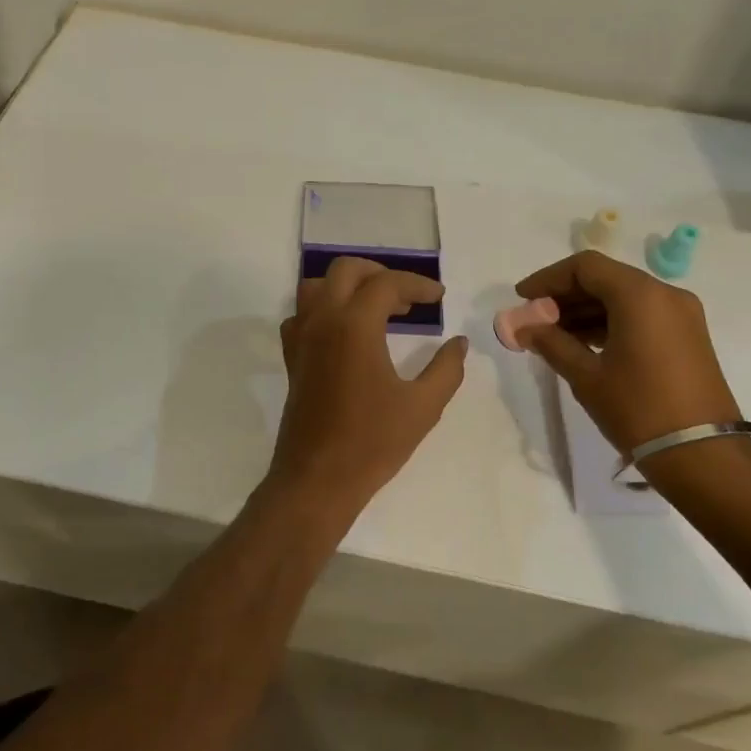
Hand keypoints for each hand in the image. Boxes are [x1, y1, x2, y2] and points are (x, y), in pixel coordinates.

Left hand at [268, 257, 468, 519]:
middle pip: (345, 270)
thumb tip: (458, 343)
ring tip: (376, 307)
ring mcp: (301, 339)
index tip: (439, 298)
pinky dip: (324, 309)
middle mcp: (322, 321)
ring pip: (316, 287)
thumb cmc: (372, 443)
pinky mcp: (292, 359)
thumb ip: (447, 369)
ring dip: (347, 286)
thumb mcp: (423, 407)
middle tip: (408, 297)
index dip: (417, 285)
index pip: (387, 284)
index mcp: (354, 326)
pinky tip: (345, 332)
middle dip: (380, 273)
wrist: (317, 479)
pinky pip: (302, 315)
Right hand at [515, 251, 743, 463]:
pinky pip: (641, 315)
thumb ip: (551, 343)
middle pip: (605, 278)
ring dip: (586, 311)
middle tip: (534, 320)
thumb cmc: (638, 409)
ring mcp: (681, 315)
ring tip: (553, 337)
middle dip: (565, 296)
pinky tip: (584, 345)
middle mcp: (665, 294)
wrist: (702, 455)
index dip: (548, 278)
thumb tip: (522, 327)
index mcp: (640, 295)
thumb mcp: (586, 376)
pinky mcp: (687, 336)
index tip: (522, 298)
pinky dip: (610, 322)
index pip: (585, 267)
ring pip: (623, 297)